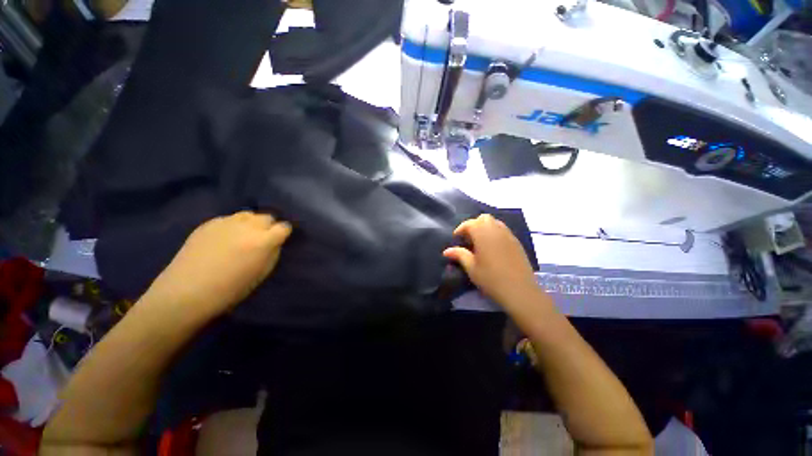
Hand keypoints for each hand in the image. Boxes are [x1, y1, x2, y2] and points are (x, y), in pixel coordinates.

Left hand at [143, 211, 292, 316]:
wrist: (186, 292)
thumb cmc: (230, 289)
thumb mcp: (261, 274)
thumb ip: (272, 254)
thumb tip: (274, 243)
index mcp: (263, 241)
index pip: (283, 227)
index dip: (283, 233)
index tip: (280, 240)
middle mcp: (247, 227)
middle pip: (267, 217)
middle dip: (268, 226)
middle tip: (262, 238)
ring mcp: (226, 223)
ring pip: (248, 214)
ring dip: (252, 223)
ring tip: (244, 235)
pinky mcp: (208, 223)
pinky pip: (229, 218)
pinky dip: (233, 225)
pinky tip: (225, 238)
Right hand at [443, 214, 540, 306]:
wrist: (520, 291)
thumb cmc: (491, 279)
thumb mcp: (471, 268)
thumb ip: (459, 255)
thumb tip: (446, 251)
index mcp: (483, 234)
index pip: (469, 223)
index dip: (460, 229)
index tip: (456, 239)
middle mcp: (496, 230)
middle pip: (483, 218)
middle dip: (474, 225)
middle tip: (468, 239)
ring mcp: (509, 235)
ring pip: (495, 222)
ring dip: (485, 228)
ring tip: (480, 243)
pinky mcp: (517, 242)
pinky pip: (503, 230)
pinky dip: (495, 233)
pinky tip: (493, 248)